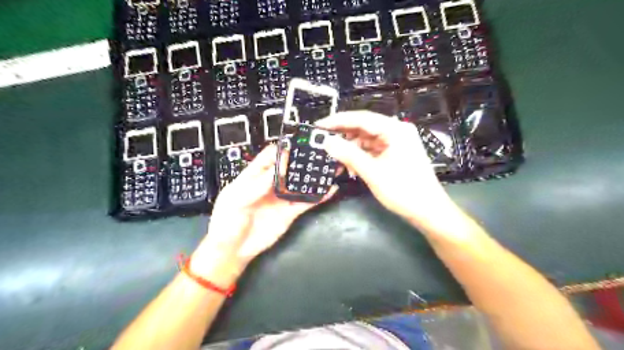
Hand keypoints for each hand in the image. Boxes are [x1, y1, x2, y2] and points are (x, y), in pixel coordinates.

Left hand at [193, 145, 335, 283]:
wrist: (233, 251)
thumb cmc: (227, 223)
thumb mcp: (236, 200)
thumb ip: (257, 184)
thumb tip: (279, 168)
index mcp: (252, 177)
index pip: (268, 157)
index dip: (282, 150)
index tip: (297, 145)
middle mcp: (269, 185)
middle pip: (288, 168)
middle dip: (301, 160)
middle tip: (319, 153)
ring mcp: (281, 199)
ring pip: (299, 184)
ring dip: (312, 177)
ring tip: (328, 167)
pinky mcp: (290, 213)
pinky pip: (306, 202)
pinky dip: (318, 196)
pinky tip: (330, 189)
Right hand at [317, 110, 453, 229]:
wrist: (428, 211)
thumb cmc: (403, 191)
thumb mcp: (373, 173)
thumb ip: (349, 155)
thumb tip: (327, 142)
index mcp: (395, 130)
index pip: (361, 118)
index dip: (338, 121)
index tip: (319, 126)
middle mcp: (397, 131)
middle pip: (364, 127)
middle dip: (344, 134)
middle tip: (323, 141)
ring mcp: (397, 142)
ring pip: (367, 139)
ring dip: (351, 147)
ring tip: (335, 157)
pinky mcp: (396, 153)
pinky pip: (373, 149)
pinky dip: (361, 155)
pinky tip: (350, 165)